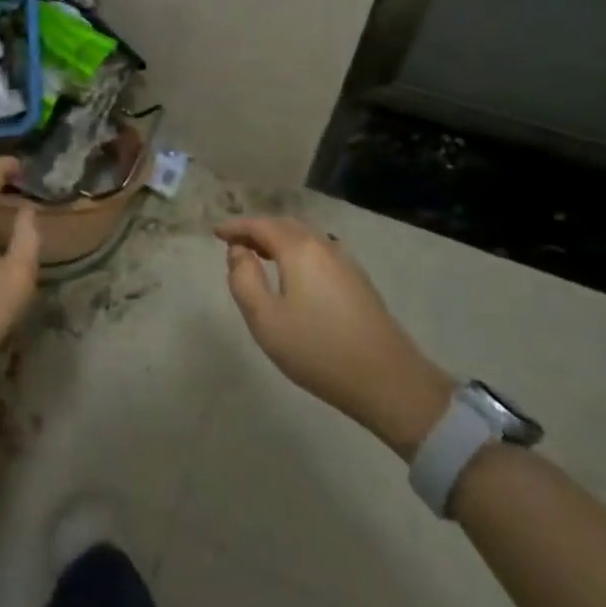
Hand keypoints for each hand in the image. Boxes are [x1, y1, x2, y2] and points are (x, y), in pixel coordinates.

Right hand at [221, 217, 453, 459]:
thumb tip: (238, 252)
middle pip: (285, 226)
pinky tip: (294, 273)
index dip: (236, 226)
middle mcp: (323, 246)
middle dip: (257, 229)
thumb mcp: (265, 319)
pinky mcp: (358, 281)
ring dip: (279, 240)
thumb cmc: (318, 350)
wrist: (389, 381)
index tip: (216, 232)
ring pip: (305, 238)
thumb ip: (244, 279)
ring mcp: (345, 262)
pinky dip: (298, 251)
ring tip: (260, 254)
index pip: (261, 225)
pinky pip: (319, 252)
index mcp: (299, 249)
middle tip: (235, 242)